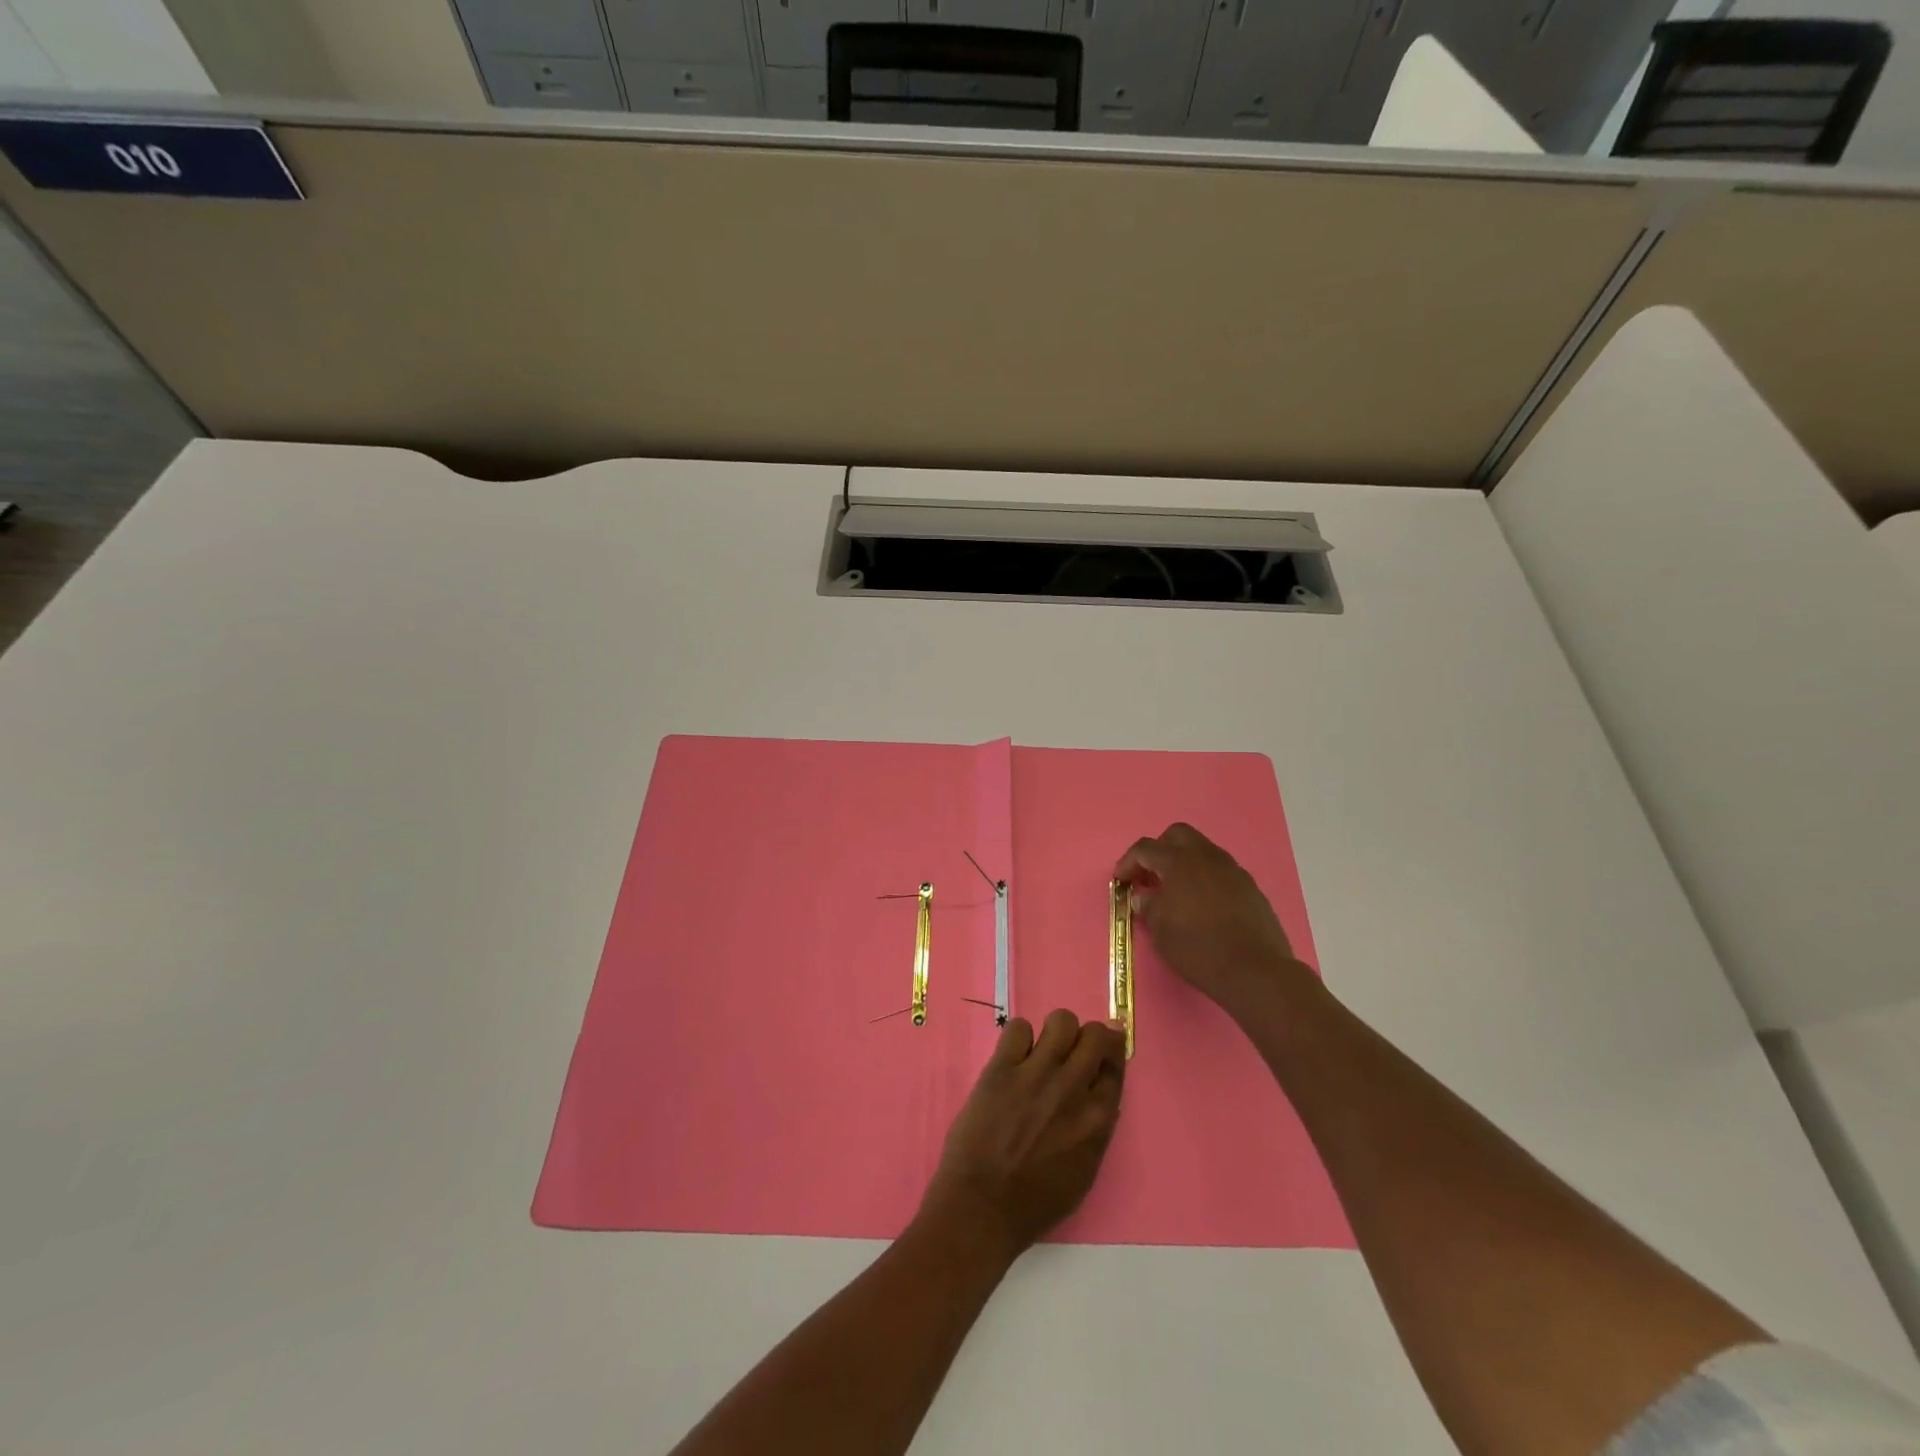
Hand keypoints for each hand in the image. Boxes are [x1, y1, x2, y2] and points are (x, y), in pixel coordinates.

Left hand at [919, 1011, 1126, 1261]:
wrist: (981, 1207)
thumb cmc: (1034, 1202)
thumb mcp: (1083, 1172)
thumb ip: (1095, 1130)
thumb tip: (1098, 1096)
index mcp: (1097, 1120)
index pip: (1116, 1066)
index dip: (1110, 1052)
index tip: (1103, 1048)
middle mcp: (1072, 1088)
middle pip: (1095, 1035)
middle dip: (1088, 1036)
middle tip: (1073, 1048)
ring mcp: (1036, 1074)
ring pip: (1061, 1021)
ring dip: (1055, 1032)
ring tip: (1041, 1051)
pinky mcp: (1002, 1068)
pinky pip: (1019, 1027)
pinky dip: (1019, 1038)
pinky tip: (1014, 1057)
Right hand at [1115, 822, 1309, 1015]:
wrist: (1254, 971)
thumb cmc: (1198, 949)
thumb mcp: (1160, 932)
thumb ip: (1148, 906)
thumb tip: (1144, 896)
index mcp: (1179, 863)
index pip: (1146, 848)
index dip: (1128, 861)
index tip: (1121, 880)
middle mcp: (1207, 858)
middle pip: (1178, 835)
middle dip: (1159, 850)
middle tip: (1151, 876)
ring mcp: (1232, 870)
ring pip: (1203, 850)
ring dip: (1185, 862)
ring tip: (1177, 891)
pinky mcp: (1250, 887)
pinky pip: (1221, 871)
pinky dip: (1206, 878)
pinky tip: (1203, 905)